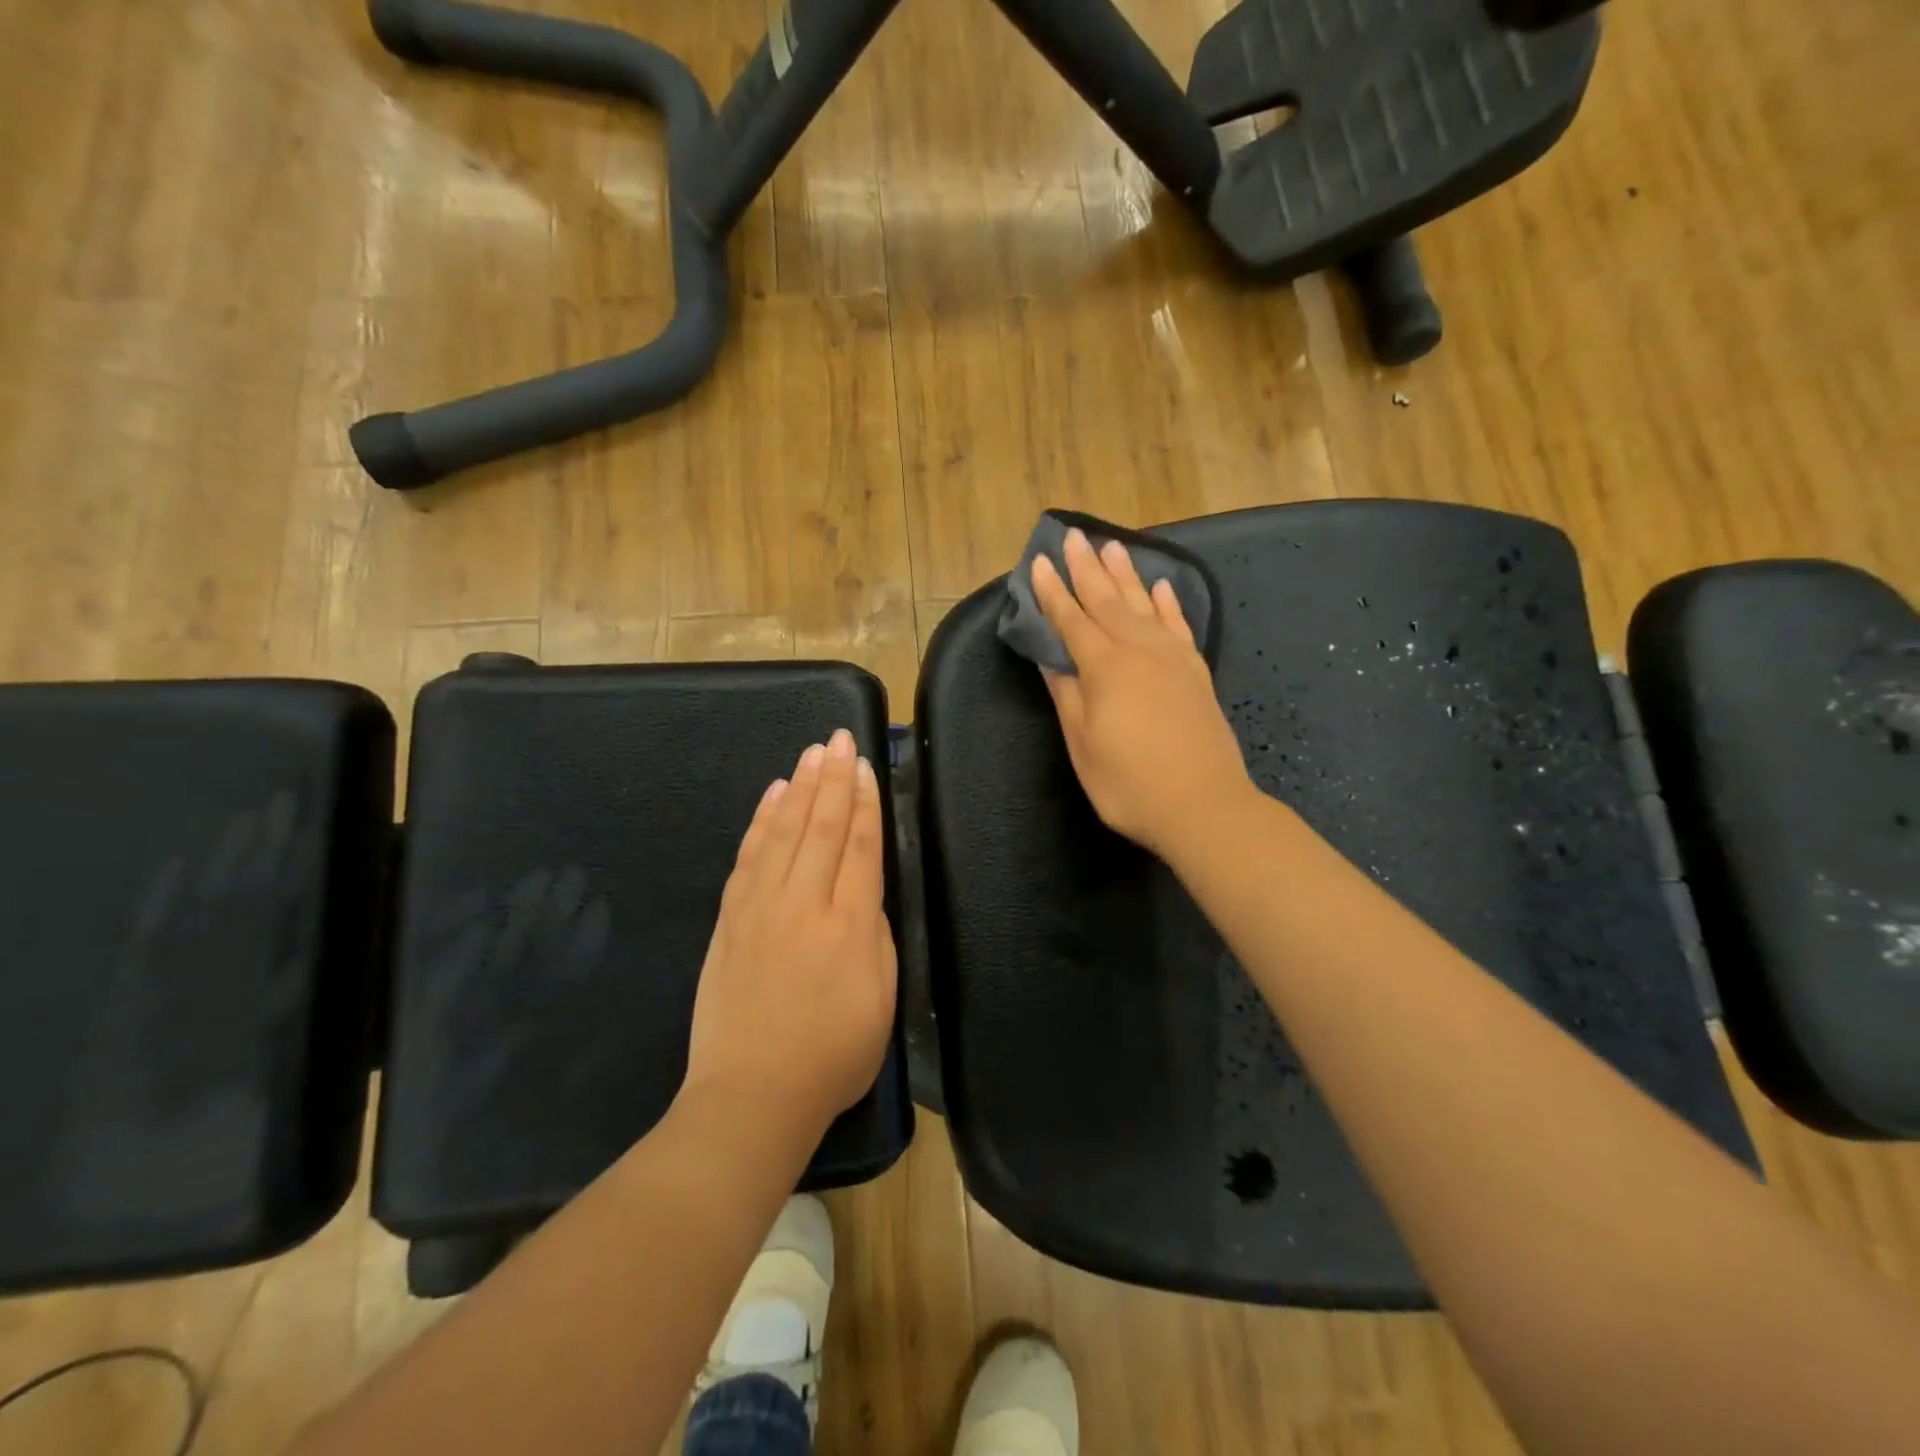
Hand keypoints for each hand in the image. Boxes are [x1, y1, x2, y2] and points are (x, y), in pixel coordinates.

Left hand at [683, 730, 896, 1134]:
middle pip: (821, 827)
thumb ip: (875, 935)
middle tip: (839, 739)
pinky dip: (762, 821)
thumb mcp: (881, 998)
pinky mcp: (731, 919)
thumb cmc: (833, 1055)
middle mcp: (803, 903)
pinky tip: (773, 797)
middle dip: (833, 778)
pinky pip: (748, 856)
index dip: (864, 802)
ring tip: (810, 754)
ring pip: (783, 831)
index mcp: (849, 924)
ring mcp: (760, 907)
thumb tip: (863, 893)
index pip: (859, 846)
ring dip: (799, 788)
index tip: (864, 766)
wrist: (752, 1095)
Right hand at [1032, 528, 1252, 860]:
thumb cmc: (1129, 783)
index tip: (1037, 562)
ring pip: (1143, 604)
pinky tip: (1162, 587)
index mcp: (1104, 667)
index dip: (1052, 592)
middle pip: (1107, 600)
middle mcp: (1138, 650)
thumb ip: (1066, 694)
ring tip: (1112, 545)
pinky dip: (1169, 603)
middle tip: (1072, 535)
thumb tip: (1048, 657)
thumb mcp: (1083, 744)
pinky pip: (1179, 625)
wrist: (1204, 806)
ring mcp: (1172, 658)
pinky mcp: (1196, 671)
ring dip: (1126, 574)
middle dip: (1086, 568)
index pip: (1071, 620)